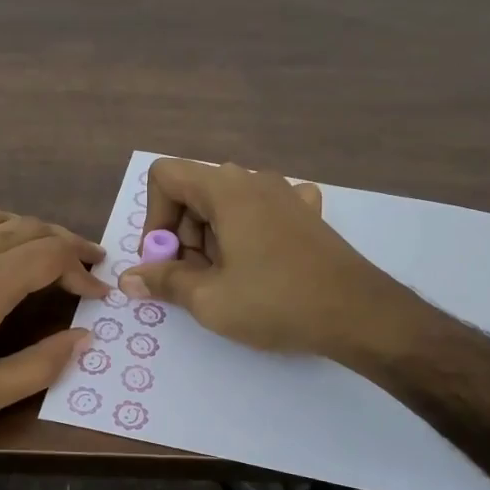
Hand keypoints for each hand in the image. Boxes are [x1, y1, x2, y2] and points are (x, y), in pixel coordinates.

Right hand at [118, 159, 408, 360]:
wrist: (359, 314)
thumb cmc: (277, 302)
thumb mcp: (209, 299)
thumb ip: (164, 282)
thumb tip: (129, 279)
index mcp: (226, 188)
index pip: (166, 175)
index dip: (154, 218)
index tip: (166, 261)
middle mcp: (254, 180)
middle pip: (195, 193)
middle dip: (183, 237)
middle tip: (196, 282)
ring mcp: (286, 194)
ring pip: (227, 206)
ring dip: (213, 241)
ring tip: (229, 283)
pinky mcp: (307, 215)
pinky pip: (262, 213)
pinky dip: (248, 235)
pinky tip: (262, 262)